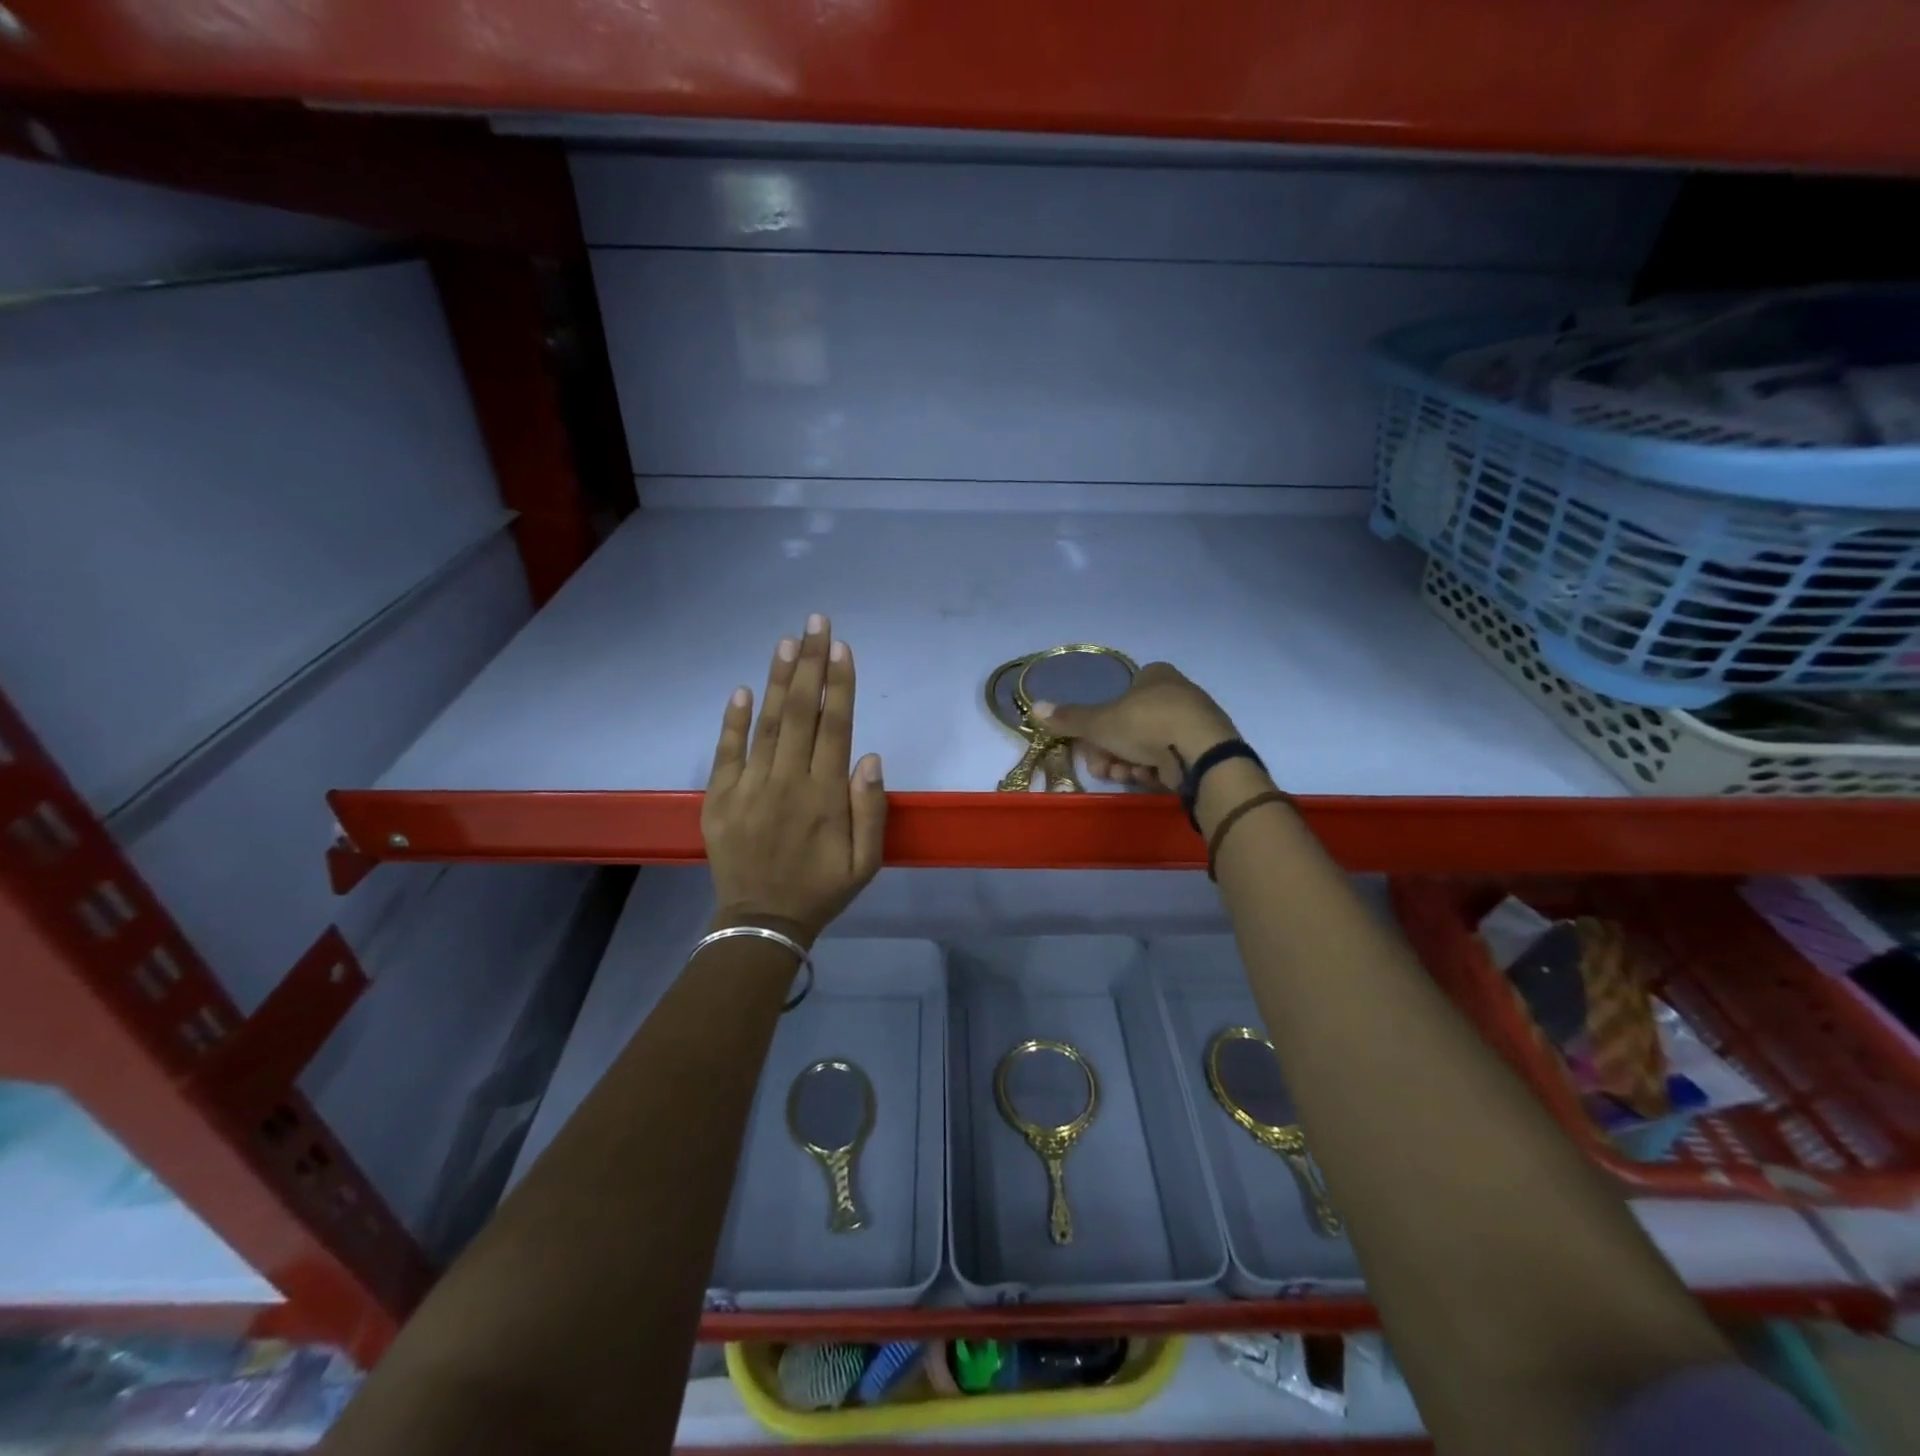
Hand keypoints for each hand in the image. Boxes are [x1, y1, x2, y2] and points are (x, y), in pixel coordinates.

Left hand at [702, 614, 886, 944]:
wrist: (762, 921)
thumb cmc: (821, 889)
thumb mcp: (866, 863)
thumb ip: (871, 810)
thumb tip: (870, 757)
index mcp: (825, 796)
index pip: (835, 728)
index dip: (839, 685)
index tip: (841, 647)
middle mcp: (787, 783)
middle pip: (801, 714)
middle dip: (810, 664)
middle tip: (815, 622)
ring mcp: (749, 788)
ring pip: (767, 724)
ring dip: (778, 680)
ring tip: (787, 641)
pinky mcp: (719, 798)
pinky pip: (727, 752)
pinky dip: (733, 720)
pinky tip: (742, 689)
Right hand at [1031, 662, 1238, 790]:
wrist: (1201, 753)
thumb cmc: (1147, 724)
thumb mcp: (1100, 722)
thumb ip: (1069, 718)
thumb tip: (1034, 707)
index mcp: (1156, 675)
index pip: (1123, 693)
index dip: (1103, 721)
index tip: (1092, 743)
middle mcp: (1178, 693)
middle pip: (1132, 725)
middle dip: (1113, 750)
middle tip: (1103, 767)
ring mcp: (1194, 723)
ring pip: (1149, 745)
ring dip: (1130, 763)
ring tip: (1127, 776)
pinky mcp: (1205, 750)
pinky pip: (1170, 759)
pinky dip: (1155, 771)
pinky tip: (1149, 780)